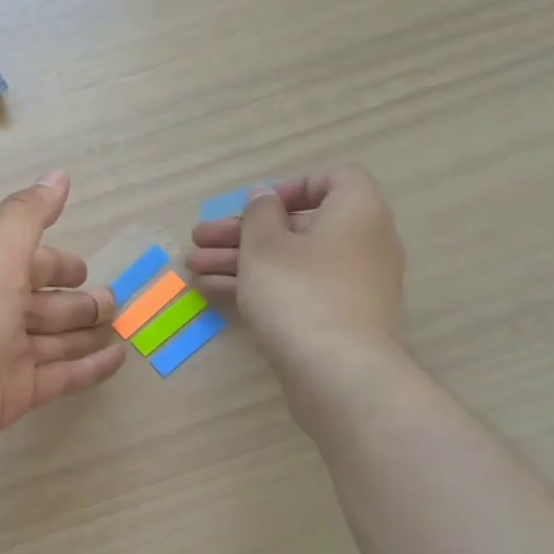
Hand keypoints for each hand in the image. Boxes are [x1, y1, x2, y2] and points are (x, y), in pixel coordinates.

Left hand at [0, 171, 126, 483]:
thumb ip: (26, 218)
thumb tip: (58, 174)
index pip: (32, 265)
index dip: (59, 265)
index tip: (89, 270)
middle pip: (47, 305)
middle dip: (81, 304)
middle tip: (119, 306)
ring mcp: (6, 358)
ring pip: (56, 342)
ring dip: (86, 335)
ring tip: (125, 333)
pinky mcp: (14, 397)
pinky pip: (60, 378)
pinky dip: (87, 369)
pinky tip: (116, 363)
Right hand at [186, 167, 406, 417]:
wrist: (338, 373)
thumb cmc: (299, 294)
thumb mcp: (265, 245)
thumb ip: (259, 214)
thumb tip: (264, 196)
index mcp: (356, 212)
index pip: (334, 180)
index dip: (291, 187)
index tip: (255, 206)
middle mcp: (361, 244)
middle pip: (297, 226)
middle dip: (243, 231)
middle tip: (200, 239)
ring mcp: (349, 285)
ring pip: (289, 262)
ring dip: (241, 260)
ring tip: (193, 267)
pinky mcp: (335, 319)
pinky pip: (294, 290)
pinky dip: (259, 286)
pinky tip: (213, 291)